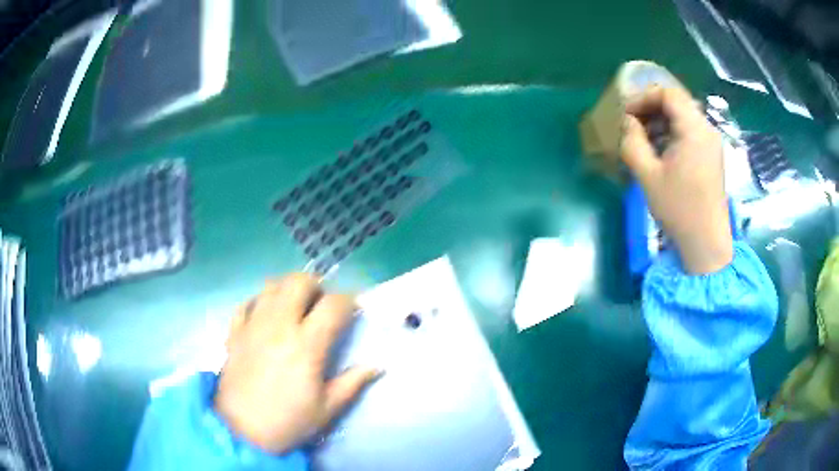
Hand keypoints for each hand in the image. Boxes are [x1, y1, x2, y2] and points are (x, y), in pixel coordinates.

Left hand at [215, 274, 378, 453]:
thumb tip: (377, 366)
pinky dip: (259, 302)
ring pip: (271, 285)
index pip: (333, 305)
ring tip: (294, 308)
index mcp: (306, 345)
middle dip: (316, 287)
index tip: (354, 310)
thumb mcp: (327, 409)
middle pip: (298, 282)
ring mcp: (252, 326)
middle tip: (320, 306)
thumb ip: (353, 383)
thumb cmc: (289, 422)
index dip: (349, 302)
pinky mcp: (234, 332)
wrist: (242, 432)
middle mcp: (279, 326)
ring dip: (287, 290)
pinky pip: (246, 303)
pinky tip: (265, 318)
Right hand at [620, 85, 732, 273]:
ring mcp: (712, 142)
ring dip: (662, 120)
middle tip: (633, 124)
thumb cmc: (679, 210)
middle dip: (651, 107)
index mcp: (694, 129)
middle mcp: (707, 129)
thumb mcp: (647, 176)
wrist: (707, 243)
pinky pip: (691, 131)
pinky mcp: (712, 155)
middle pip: (677, 102)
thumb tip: (629, 123)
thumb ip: (633, 142)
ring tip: (644, 138)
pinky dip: (673, 132)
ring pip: (684, 116)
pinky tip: (662, 150)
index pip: (668, 93)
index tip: (627, 115)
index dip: (643, 97)